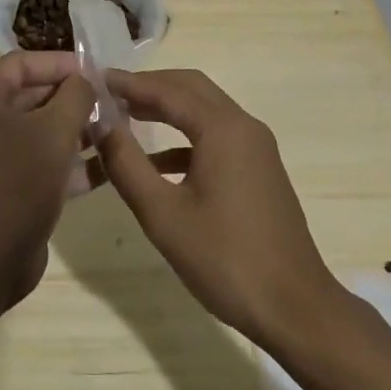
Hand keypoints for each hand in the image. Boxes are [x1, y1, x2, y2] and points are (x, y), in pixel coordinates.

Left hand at [0, 51, 93, 309]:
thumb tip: (84, 81)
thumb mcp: (54, 131)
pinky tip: (105, 168)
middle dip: (72, 99)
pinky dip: (68, 163)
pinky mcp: (5, 189)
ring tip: (115, 133)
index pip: (23, 63)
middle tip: (112, 104)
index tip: (97, 72)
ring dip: (76, 131)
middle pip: (32, 96)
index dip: (60, 63)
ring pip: (39, 133)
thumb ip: (75, 96)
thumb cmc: (16, 182)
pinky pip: (40, 164)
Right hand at [96, 69, 336, 344]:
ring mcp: (256, 148)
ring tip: (126, 116)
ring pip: (204, 110)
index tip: (94, 80)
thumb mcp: (163, 214)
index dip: (129, 83)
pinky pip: (216, 136)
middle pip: (190, 88)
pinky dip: (184, 137)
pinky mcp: (258, 170)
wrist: (296, 309)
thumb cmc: (225, 259)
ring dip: (167, 108)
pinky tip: (156, 162)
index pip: (167, 90)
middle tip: (110, 93)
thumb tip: (100, 124)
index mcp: (223, 129)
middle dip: (149, 86)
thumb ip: (127, 163)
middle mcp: (243, 126)